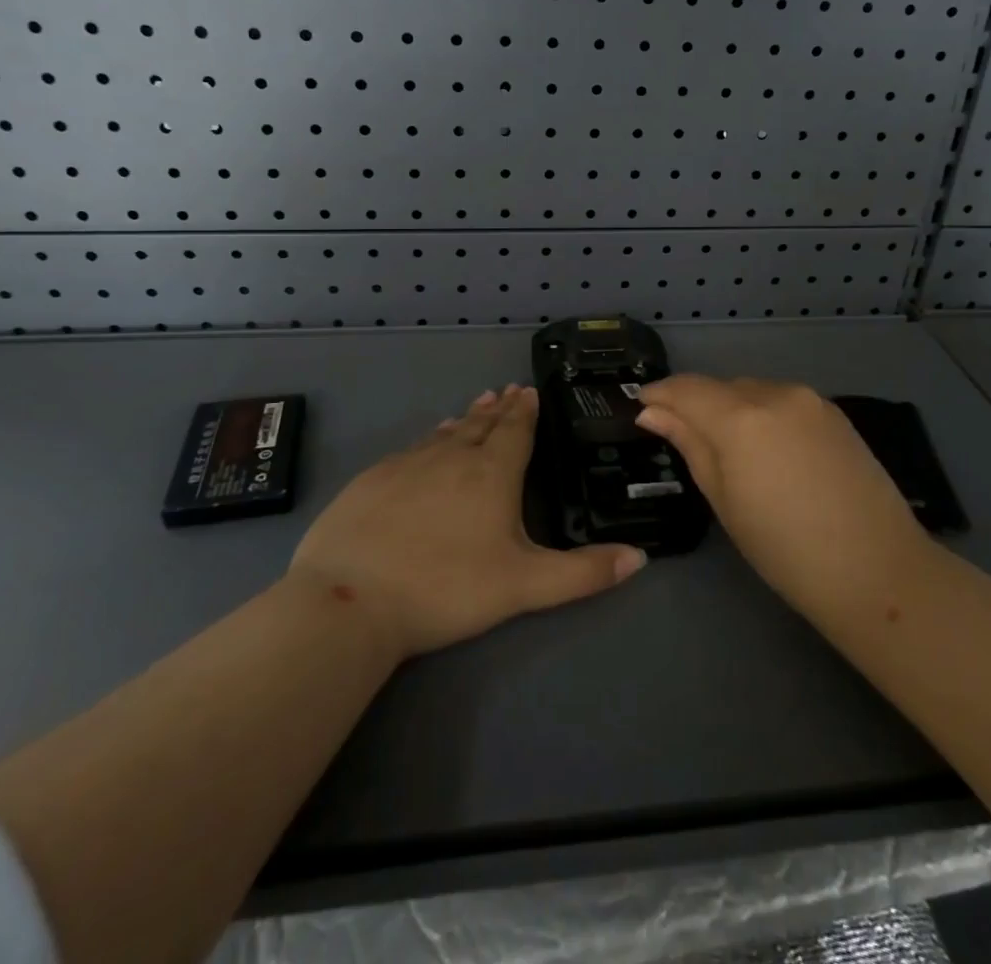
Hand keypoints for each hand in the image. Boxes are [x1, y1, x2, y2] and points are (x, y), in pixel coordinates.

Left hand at [289, 384, 646, 657]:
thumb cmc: (446, 588)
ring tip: (474, 408)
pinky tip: (425, 447)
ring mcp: (407, 464)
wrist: (349, 600)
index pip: (514, 431)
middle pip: (480, 425)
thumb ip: (583, 572)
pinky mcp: (372, 480)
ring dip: (464, 420)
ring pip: (444, 434)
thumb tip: (641, 557)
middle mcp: (451, 457)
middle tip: (506, 391)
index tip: (529, 391)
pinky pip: (411, 449)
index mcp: (491, 473)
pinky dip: (428, 441)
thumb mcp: (525, 586)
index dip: (525, 411)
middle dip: (497, 408)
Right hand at [634, 376, 928, 622]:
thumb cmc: (785, 549)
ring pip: (753, 391)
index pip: (686, 388)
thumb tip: (653, 412)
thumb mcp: (724, 500)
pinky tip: (769, 451)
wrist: (876, 568)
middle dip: (697, 405)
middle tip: (682, 438)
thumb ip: (689, 445)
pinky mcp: (834, 412)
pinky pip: (783, 401)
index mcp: (740, 417)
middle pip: (721, 388)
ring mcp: (810, 400)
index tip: (640, 405)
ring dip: (732, 409)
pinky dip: (764, 415)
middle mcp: (774, 393)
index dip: (659, 394)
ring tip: (730, 451)